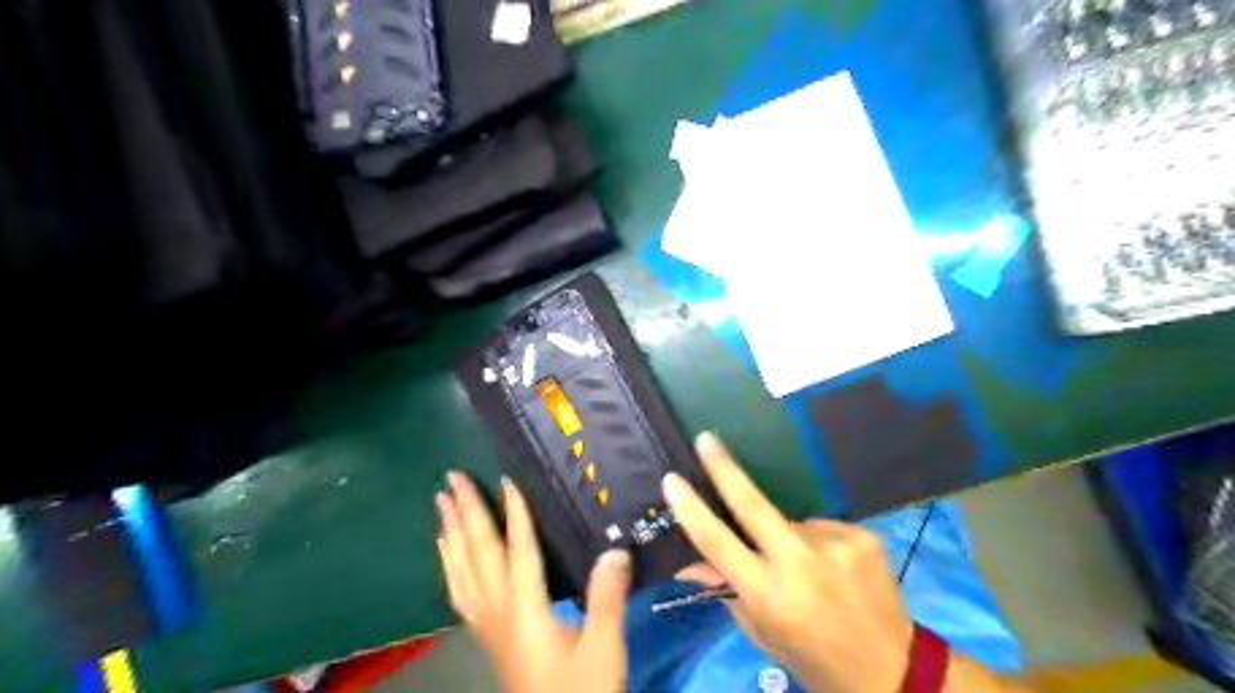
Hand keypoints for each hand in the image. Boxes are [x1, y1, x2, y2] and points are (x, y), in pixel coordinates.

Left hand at [433, 472, 629, 691]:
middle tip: (451, 478)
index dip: (514, 513)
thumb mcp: (603, 647)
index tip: (506, 479)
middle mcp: (499, 610)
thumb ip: (607, 597)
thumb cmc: (581, 690)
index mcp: (526, 609)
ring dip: (451, 533)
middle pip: (479, 553)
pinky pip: (459, 592)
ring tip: (442, 503)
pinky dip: (449, 565)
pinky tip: (445, 551)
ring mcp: (487, 624)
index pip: (519, 550)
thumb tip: (615, 549)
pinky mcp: (487, 635)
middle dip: (466, 513)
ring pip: (461, 569)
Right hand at [665, 434, 916, 692]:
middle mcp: (801, 563)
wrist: (892, 671)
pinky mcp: (861, 536)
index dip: (691, 510)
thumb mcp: (761, 632)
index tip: (672, 480)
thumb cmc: (812, 658)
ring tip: (805, 567)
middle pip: (753, 504)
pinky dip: (816, 541)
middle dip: (725, 468)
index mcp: (770, 594)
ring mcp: (835, 545)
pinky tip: (831, 567)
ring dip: (785, 535)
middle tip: (707, 439)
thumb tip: (687, 559)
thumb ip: (725, 589)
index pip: (718, 543)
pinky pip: (820, 527)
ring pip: (789, 522)